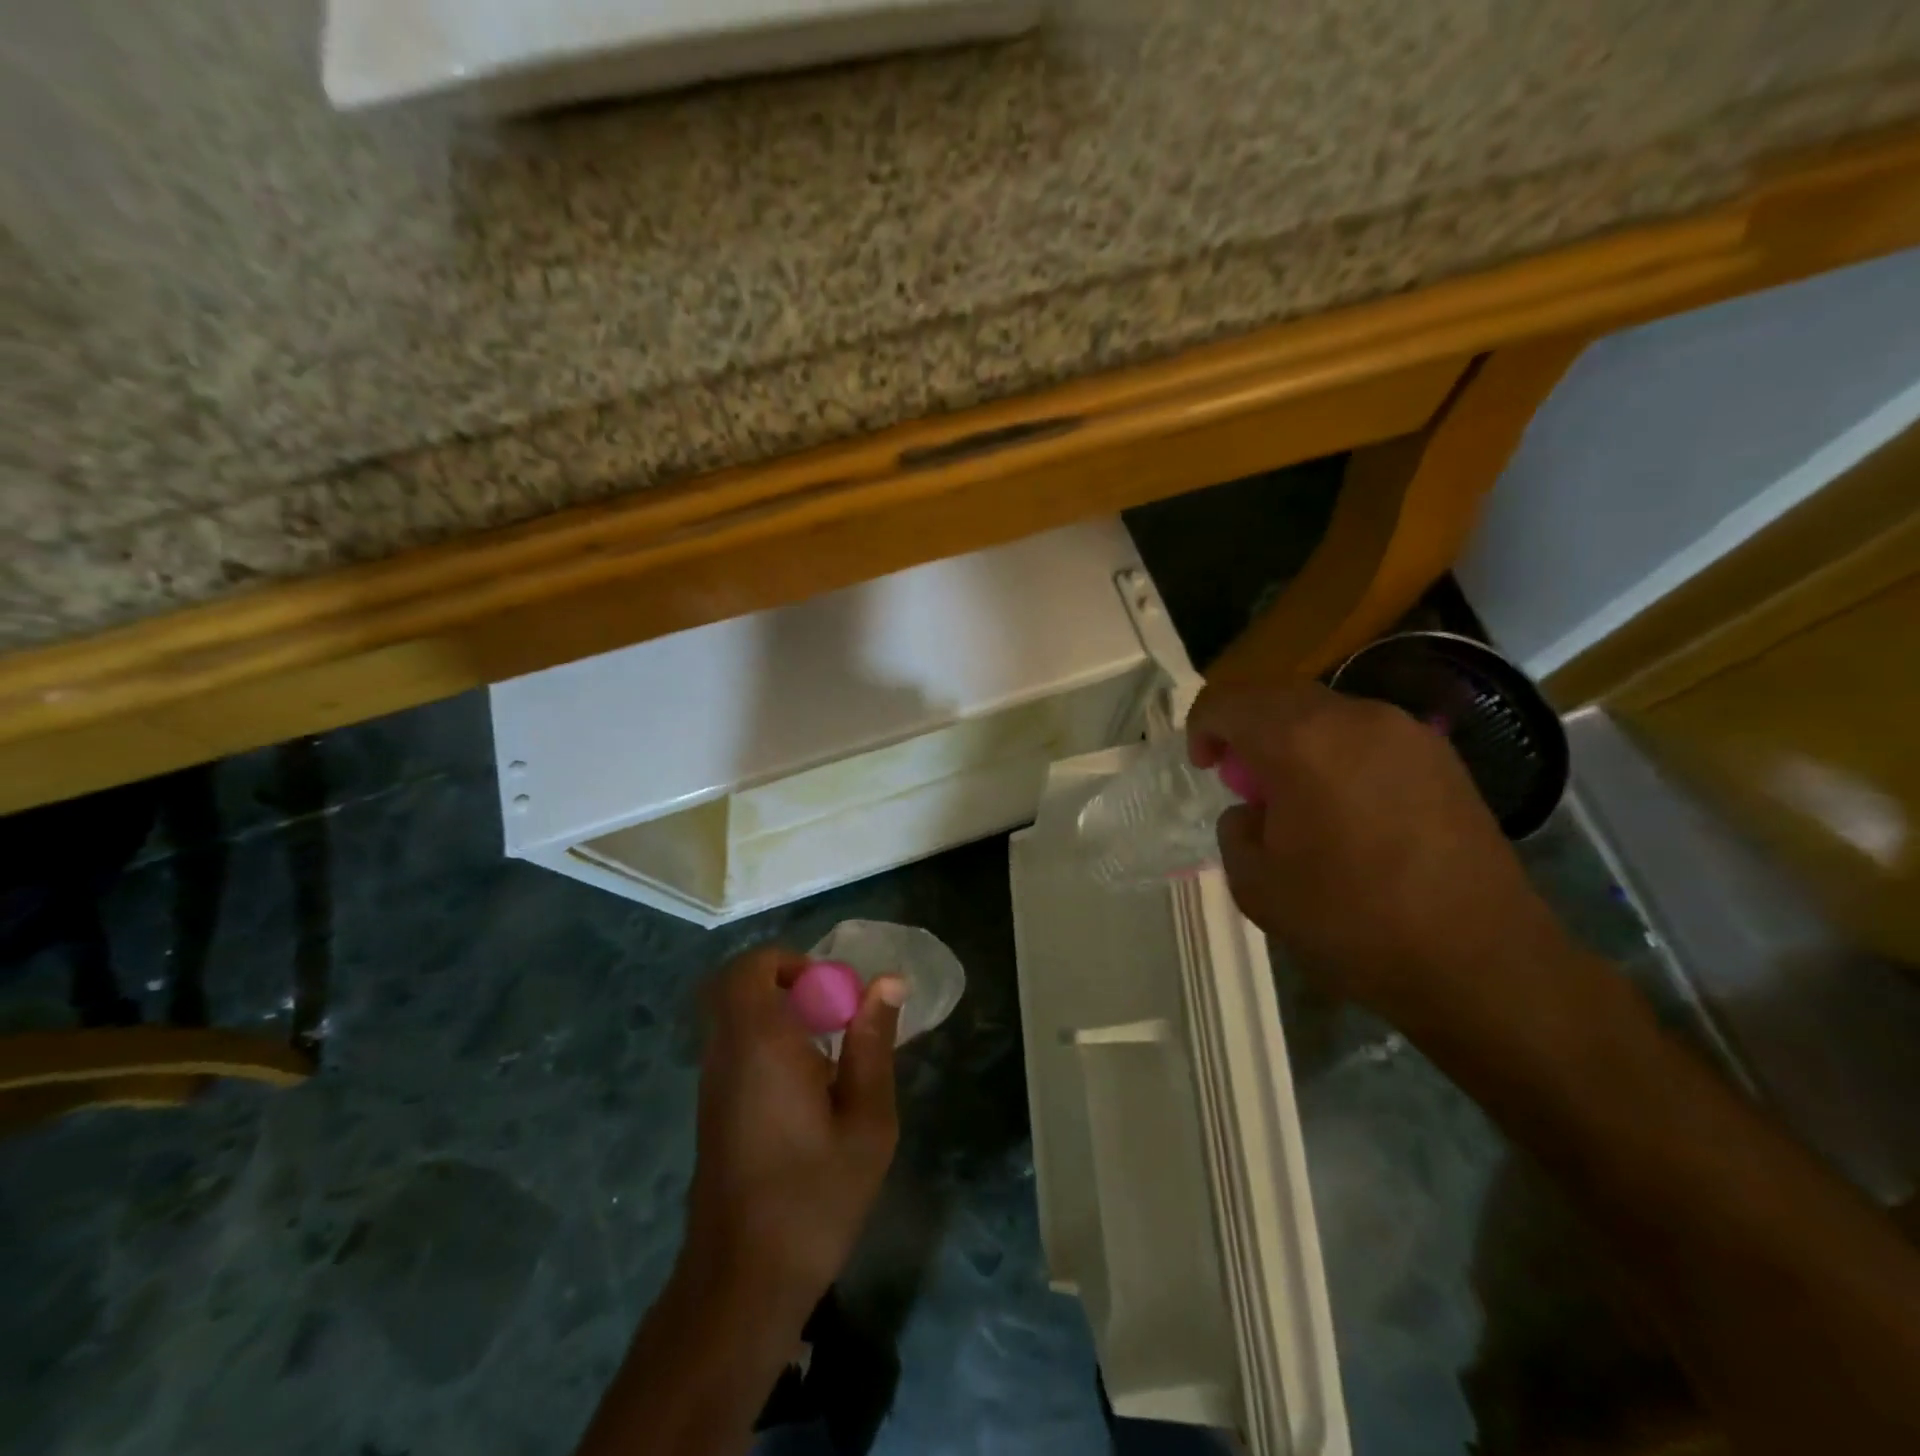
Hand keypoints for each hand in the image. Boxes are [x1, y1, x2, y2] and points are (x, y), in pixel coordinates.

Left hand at [681, 945, 904, 1321]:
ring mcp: (711, 1084)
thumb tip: (887, 981)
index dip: (790, 962)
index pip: (751, 967)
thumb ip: (873, 1043)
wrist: (743, 1282)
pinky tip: (805, 1090)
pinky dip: (766, 1044)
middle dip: (785, 983)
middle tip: (830, 1013)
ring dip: (776, 1015)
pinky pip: (734, 1049)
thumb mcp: (867, 1120)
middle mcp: (726, 1053)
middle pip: (737, 986)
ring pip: (734, 1017)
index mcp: (760, 1043)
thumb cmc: (814, 1196)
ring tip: (826, 1054)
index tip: (832, 991)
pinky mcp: (711, 1112)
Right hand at [1189, 681, 1569, 1032]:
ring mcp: (1407, 734)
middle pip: (1278, 698)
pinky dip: (1338, 757)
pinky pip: (1368, 738)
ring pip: (1326, 715)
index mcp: (1300, 741)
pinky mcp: (1443, 759)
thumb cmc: (1352, 921)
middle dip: (1248, 733)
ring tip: (1298, 802)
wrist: (1480, 961)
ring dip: (1294, 744)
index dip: (1202, 729)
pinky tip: (1348, 812)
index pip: (1228, 703)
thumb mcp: (1257, 885)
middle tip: (1245, 786)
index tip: (1205, 769)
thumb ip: (1236, 831)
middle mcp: (1355, 718)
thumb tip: (1254, 812)